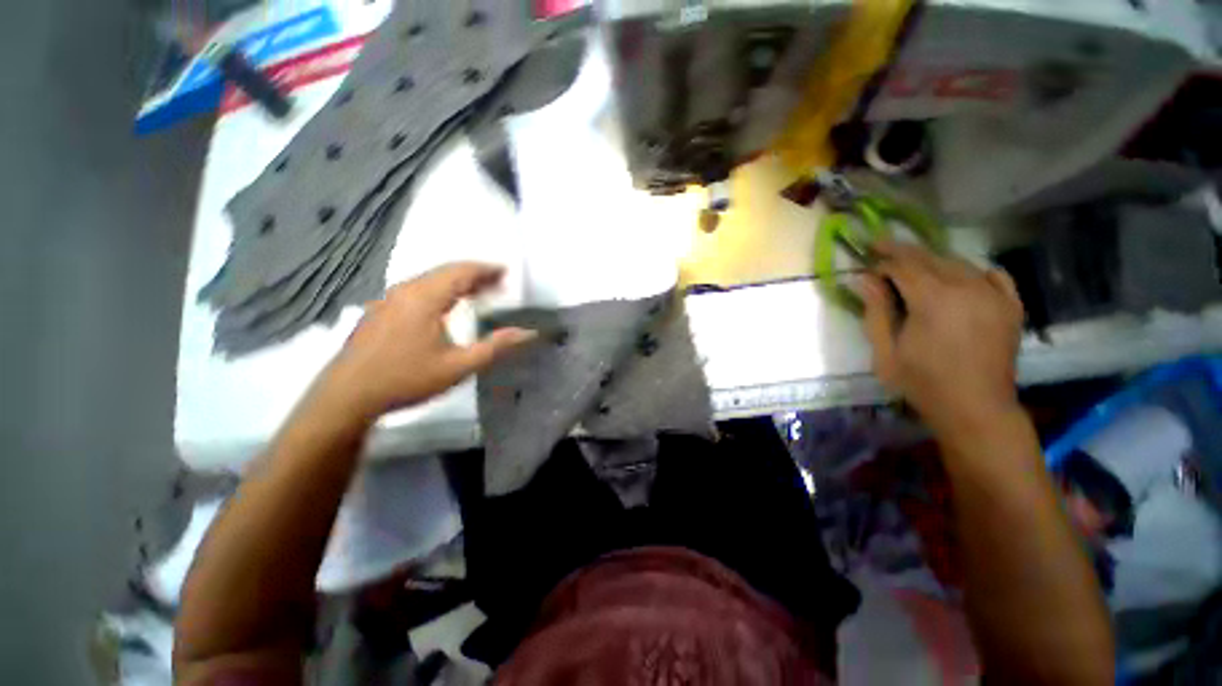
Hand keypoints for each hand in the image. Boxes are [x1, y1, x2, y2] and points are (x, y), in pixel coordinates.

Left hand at [318, 263, 535, 419]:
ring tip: (478, 292)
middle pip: (445, 271)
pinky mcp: (380, 310)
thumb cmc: (407, 379)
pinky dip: (439, 289)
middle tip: (498, 283)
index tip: (507, 272)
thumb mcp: (458, 367)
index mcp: (425, 298)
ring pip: (429, 279)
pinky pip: (417, 289)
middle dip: (475, 274)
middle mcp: (405, 290)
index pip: (461, 271)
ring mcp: (388, 298)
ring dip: (457, 281)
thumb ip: (495, 347)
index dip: (487, 269)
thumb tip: (528, 333)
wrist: (347, 396)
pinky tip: (445, 305)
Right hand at [861, 241, 1024, 434]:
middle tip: (881, 248)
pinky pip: (993, 275)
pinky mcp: (1010, 306)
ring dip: (933, 261)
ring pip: (959, 263)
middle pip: (930, 258)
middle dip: (903, 252)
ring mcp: (994, 295)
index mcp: (933, 299)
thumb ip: (875, 311)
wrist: (976, 409)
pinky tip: (962, 277)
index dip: (882, 260)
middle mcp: (967, 287)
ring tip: (914, 266)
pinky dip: (974, 271)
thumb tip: (862, 278)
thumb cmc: (922, 383)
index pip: (903, 265)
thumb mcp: (885, 351)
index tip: (865, 258)